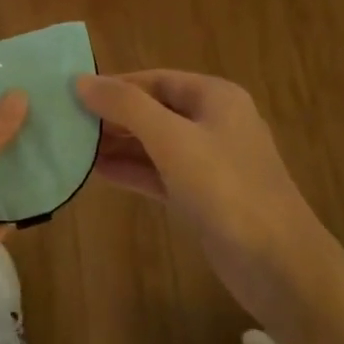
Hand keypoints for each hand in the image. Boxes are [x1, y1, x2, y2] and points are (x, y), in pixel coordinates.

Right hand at [77, 71, 336, 322]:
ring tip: (72, 146)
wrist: (278, 265)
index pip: (155, 79)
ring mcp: (209, 162)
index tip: (72, 93)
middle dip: (113, 115)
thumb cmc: (225, 188)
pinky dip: (132, 171)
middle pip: (154, 109)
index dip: (114, 84)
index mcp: (215, 97)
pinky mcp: (203, 197)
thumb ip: (126, 107)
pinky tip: (97, 173)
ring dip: (118, 144)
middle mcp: (213, 122)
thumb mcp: (172, 139)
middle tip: (66, 122)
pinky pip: (160, 173)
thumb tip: (82, 80)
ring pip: (155, 143)